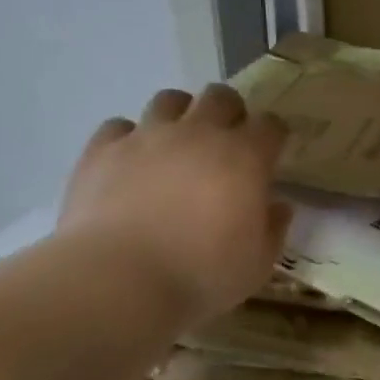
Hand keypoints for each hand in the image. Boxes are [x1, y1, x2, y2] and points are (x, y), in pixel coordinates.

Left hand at [57, 85, 290, 327]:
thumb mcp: (258, 264)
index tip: (271, 154)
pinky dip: (128, 139)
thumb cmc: (200, 276)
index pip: (271, 125)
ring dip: (179, 116)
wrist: (116, 282)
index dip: (274, 136)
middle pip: (221, 97)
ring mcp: (148, 137)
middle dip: (229, 113)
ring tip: (176, 144)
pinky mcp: (103, 150)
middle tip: (225, 142)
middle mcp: (199, 134)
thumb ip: (273, 228)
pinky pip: (119, 126)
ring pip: (170, 100)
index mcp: (245, 157)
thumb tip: (277, 206)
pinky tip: (129, 162)